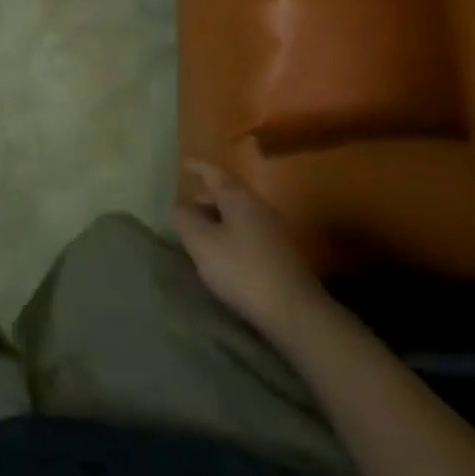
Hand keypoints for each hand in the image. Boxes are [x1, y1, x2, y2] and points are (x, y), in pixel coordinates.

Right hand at [173, 159, 326, 343]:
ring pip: (239, 214)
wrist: (295, 311)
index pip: (214, 173)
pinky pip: (248, 232)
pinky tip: (224, 255)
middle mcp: (259, 207)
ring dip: (218, 219)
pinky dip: (231, 234)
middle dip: (206, 199)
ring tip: (201, 235)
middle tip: (186, 210)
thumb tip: (180, 206)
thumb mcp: (203, 244)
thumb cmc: (242, 270)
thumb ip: (186, 220)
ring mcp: (273, 230)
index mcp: (239, 198)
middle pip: (228, 193)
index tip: (184, 164)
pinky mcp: (281, 253)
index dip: (198, 167)